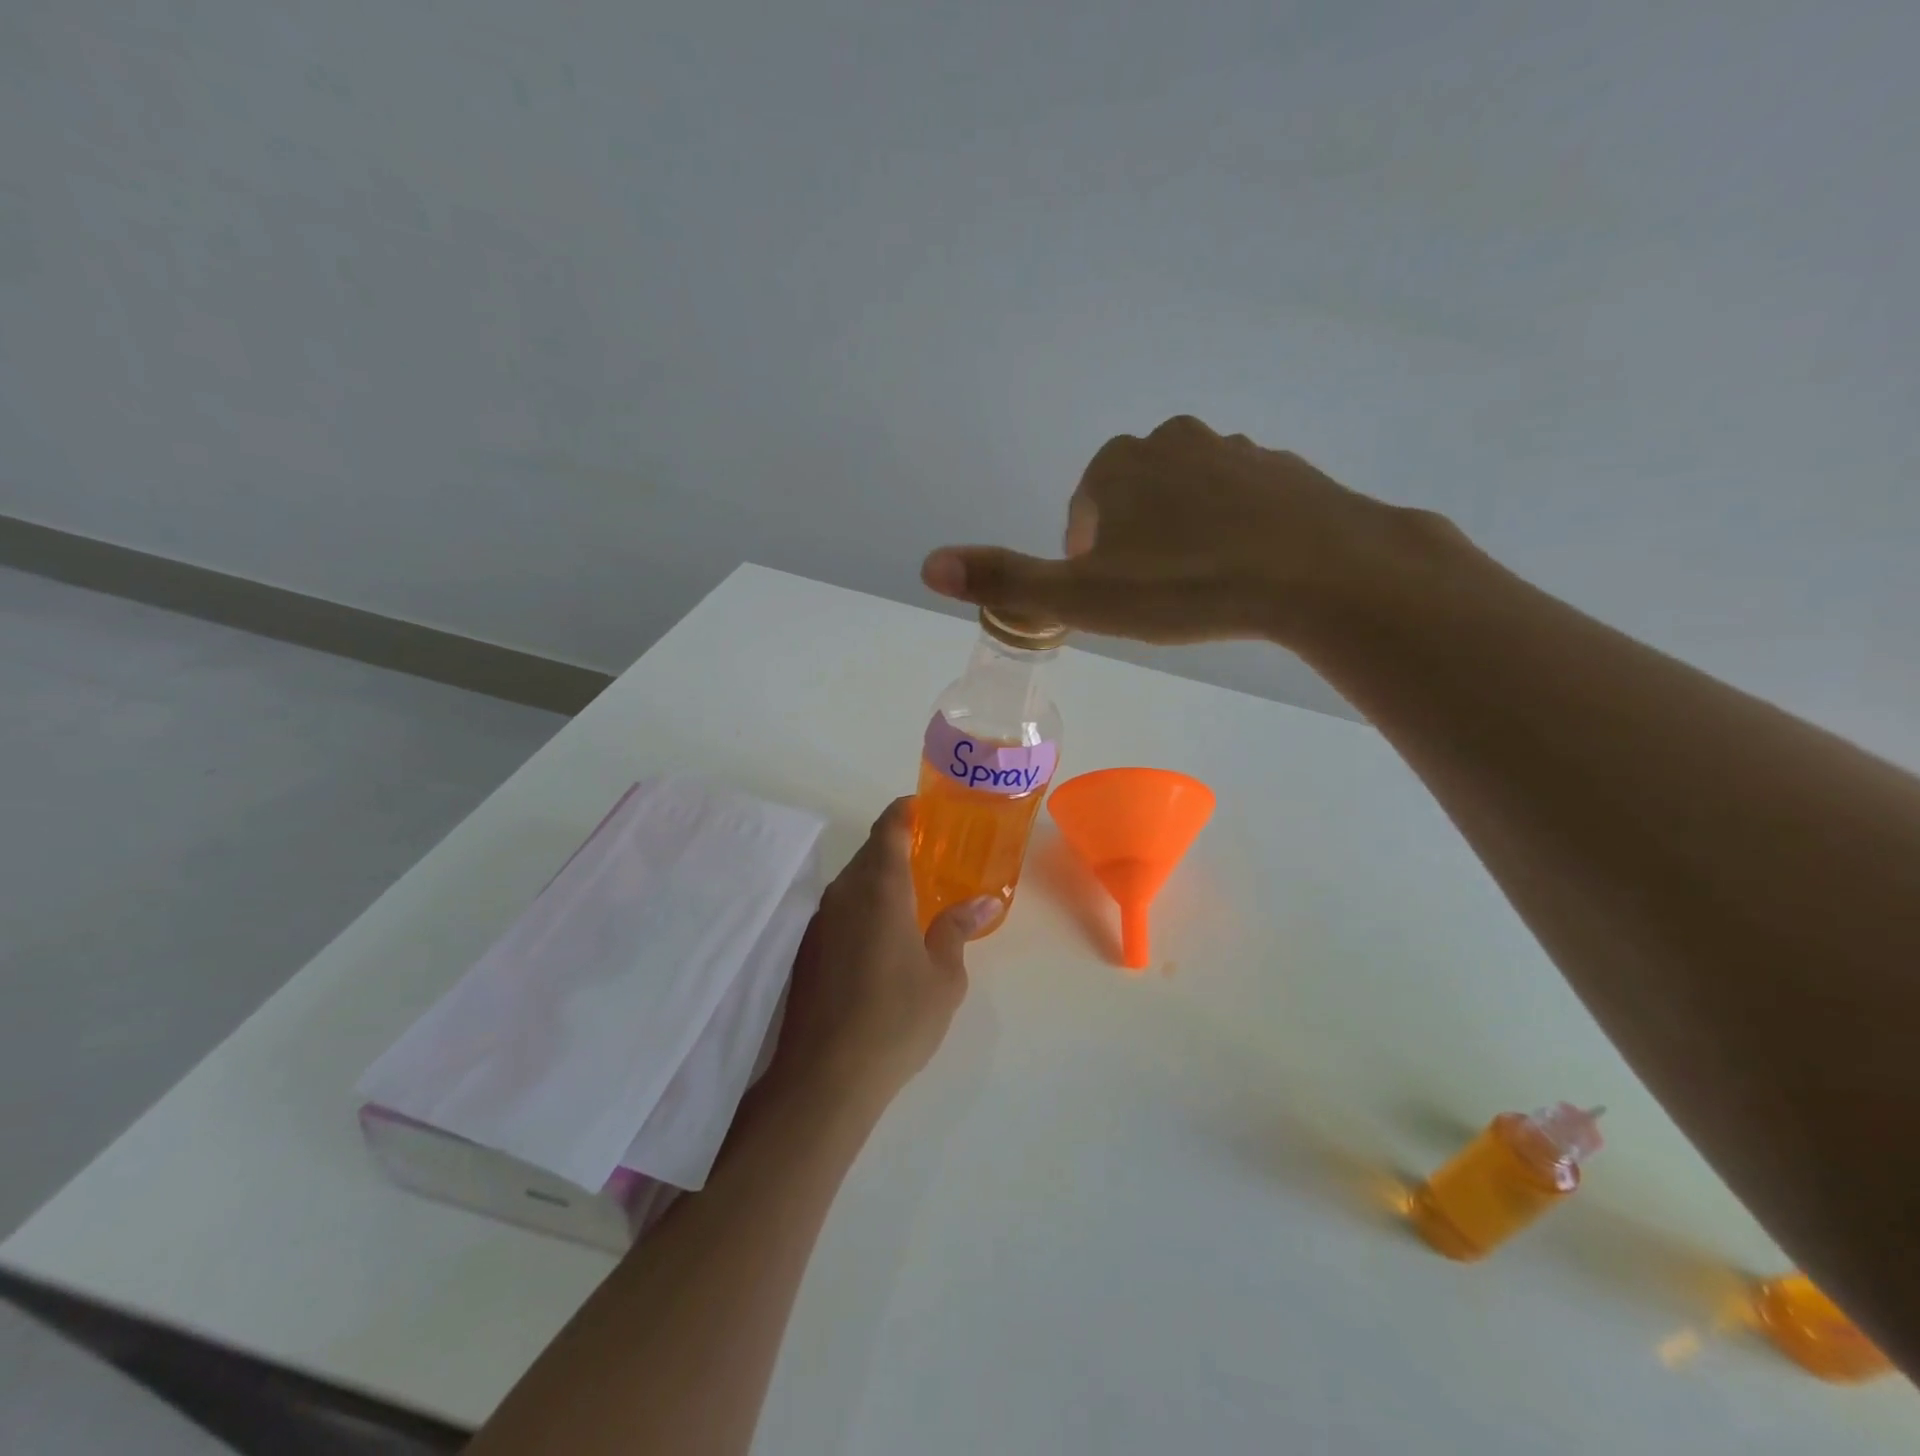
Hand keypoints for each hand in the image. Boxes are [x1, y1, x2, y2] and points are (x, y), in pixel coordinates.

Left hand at [768, 799, 1000, 1106]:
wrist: (825, 1075)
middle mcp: (844, 892)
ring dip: (880, 878)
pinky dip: (863, 906)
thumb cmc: (897, 1018)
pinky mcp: (807, 948)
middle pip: (870, 851)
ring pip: (853, 881)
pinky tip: (883, 936)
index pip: (889, 827)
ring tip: (913, 897)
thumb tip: (981, 901)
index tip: (926, 808)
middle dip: (898, 846)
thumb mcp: (944, 976)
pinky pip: (840, 908)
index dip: (906, 811)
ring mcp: (820, 920)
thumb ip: (957, 929)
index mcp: (880, 887)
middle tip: (932, 857)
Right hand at [921, 415, 1442, 646]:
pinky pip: (1239, 504)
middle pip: (1133, 503)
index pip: (1083, 513)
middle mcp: (1172, 441)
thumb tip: (928, 564)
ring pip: (1187, 501)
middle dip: (1134, 548)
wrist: (1316, 572)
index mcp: (1118, 465)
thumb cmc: (1186, 586)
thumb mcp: (1082, 597)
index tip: (1114, 600)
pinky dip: (1233, 534)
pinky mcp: (1283, 471)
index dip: (1088, 561)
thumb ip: (1006, 581)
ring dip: (1182, 540)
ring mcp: (1234, 449)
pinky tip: (1248, 573)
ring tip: (1202, 590)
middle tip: (1157, 600)